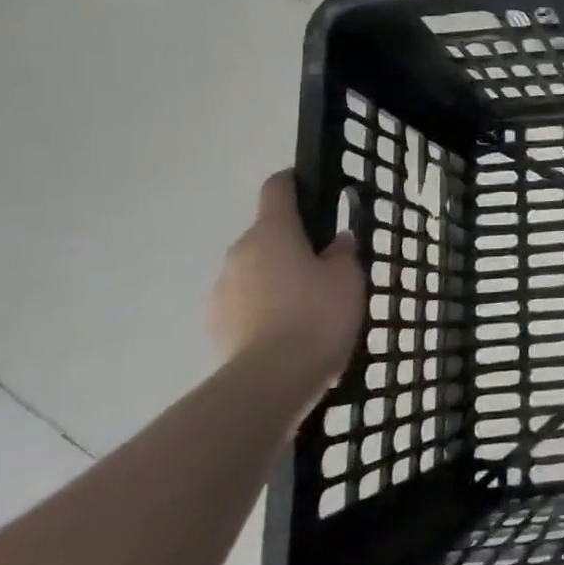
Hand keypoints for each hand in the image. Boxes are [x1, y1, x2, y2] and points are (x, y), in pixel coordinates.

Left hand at [209, 171, 362, 398]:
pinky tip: (290, 333)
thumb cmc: (316, 315)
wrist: (269, 381)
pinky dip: (265, 310)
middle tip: (326, 266)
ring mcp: (221, 290)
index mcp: (273, 231)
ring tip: (309, 307)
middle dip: (293, 245)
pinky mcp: (215, 326)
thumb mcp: (348, 279)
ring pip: (255, 272)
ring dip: (277, 280)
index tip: (312, 189)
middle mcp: (240, 252)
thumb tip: (335, 242)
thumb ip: (343, 254)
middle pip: (267, 235)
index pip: (277, 188)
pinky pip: (246, 305)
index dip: (294, 182)